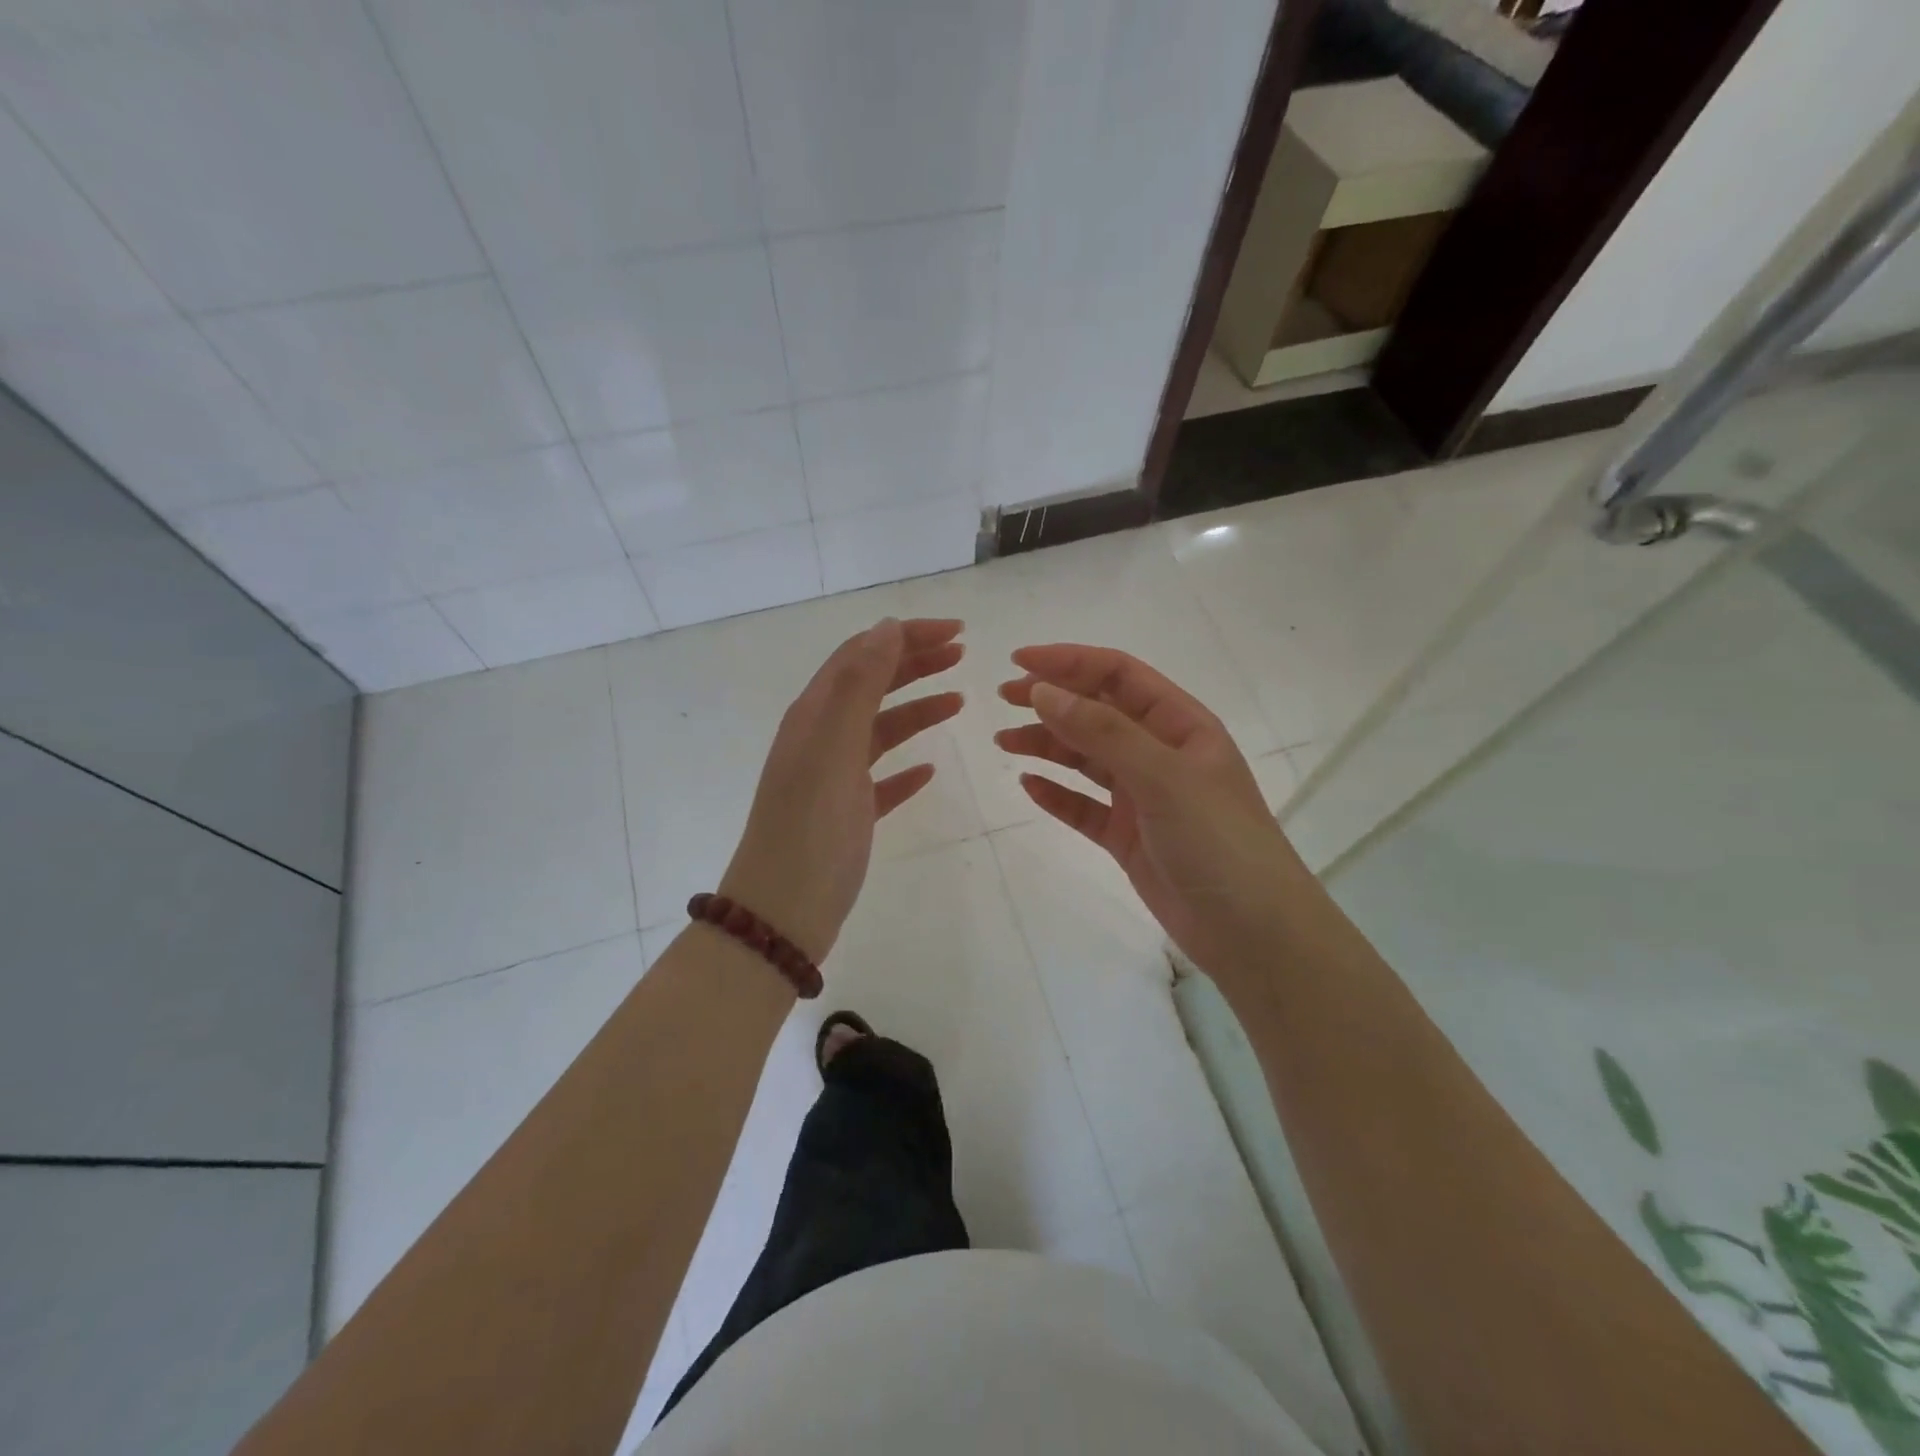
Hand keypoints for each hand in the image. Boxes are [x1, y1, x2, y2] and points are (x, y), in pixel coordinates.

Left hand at [720, 618, 963, 962]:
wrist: (783, 912)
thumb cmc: (810, 827)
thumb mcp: (834, 747)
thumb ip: (859, 685)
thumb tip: (886, 627)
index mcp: (815, 714)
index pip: (862, 654)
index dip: (906, 636)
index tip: (956, 630)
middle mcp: (822, 737)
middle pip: (872, 685)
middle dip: (915, 662)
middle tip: (962, 654)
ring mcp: (834, 776)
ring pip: (881, 728)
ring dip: (918, 708)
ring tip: (958, 699)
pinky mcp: (849, 813)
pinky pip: (882, 778)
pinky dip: (907, 766)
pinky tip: (929, 770)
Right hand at [997, 644, 1302, 986]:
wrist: (1252, 933)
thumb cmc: (1217, 840)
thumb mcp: (1162, 776)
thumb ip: (1102, 732)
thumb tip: (1044, 691)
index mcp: (1181, 724)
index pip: (1119, 676)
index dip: (1070, 662)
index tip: (1019, 661)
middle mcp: (1160, 753)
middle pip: (1098, 712)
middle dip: (1052, 700)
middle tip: (1004, 697)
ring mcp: (1143, 796)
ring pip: (1086, 758)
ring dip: (1046, 745)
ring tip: (1004, 742)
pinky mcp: (1128, 836)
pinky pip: (1084, 806)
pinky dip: (1057, 793)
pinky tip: (1028, 785)